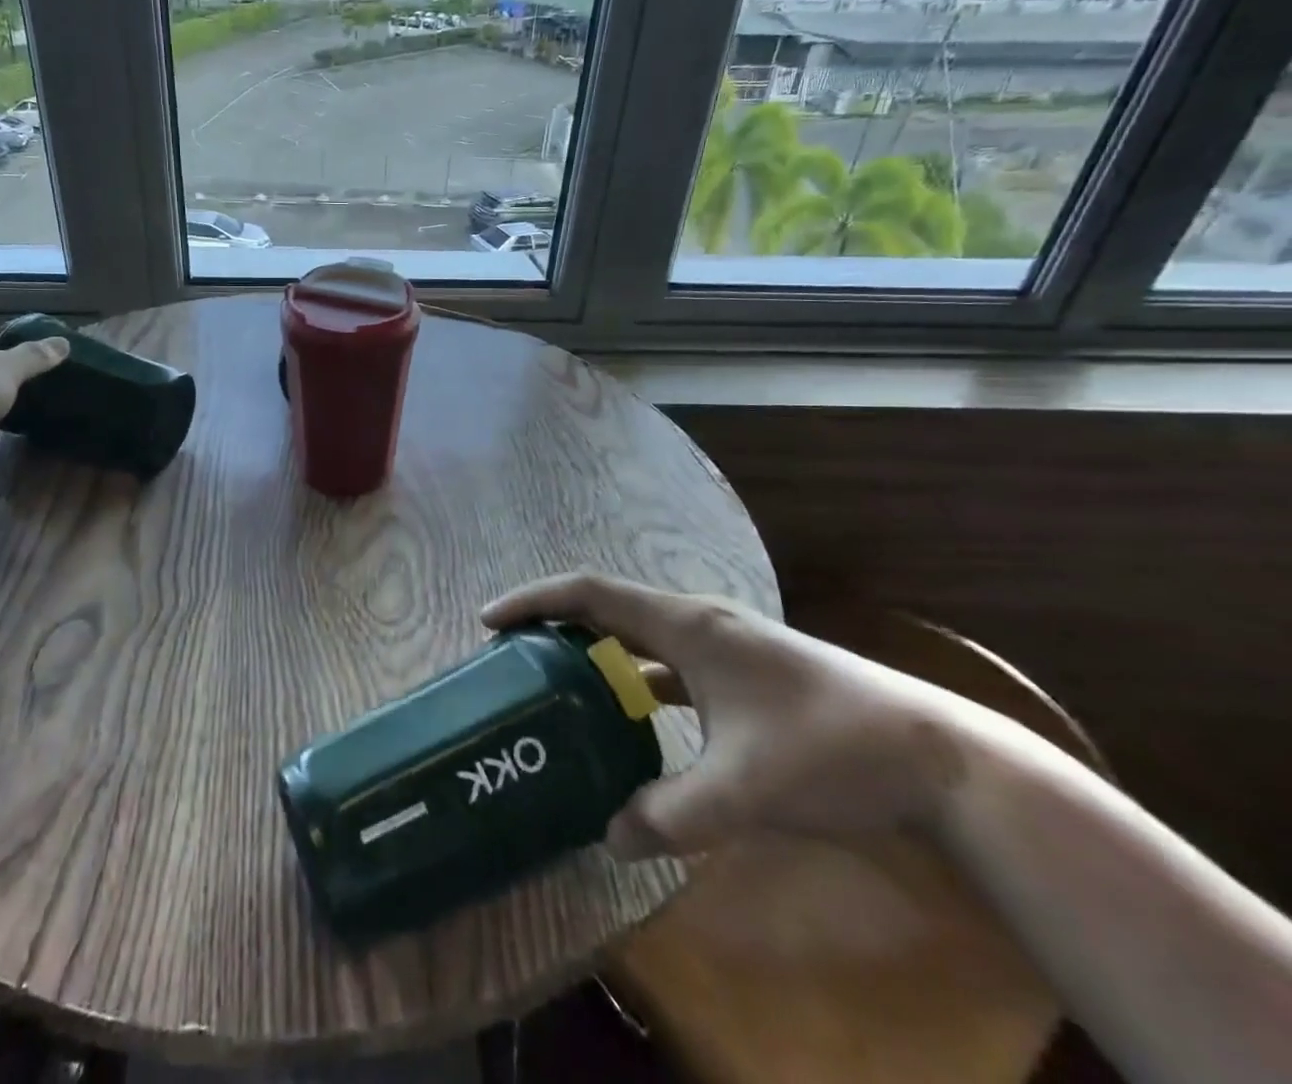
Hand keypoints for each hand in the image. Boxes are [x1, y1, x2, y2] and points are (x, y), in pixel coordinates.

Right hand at [483, 573, 974, 858]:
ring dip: (595, 651)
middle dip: (556, 624)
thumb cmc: (832, 751)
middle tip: (513, 656)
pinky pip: (667, 662)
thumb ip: (672, 815)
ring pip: (638, 635)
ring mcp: (724, 643)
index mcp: (688, 625)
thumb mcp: (745, 791)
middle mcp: (698, 620)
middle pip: (608, 606)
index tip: (490, 620)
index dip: (536, 601)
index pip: (591, 593)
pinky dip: (634, 678)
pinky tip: (628, 718)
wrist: (940, 758)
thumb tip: (609, 838)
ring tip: (558, 684)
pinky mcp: (742, 669)